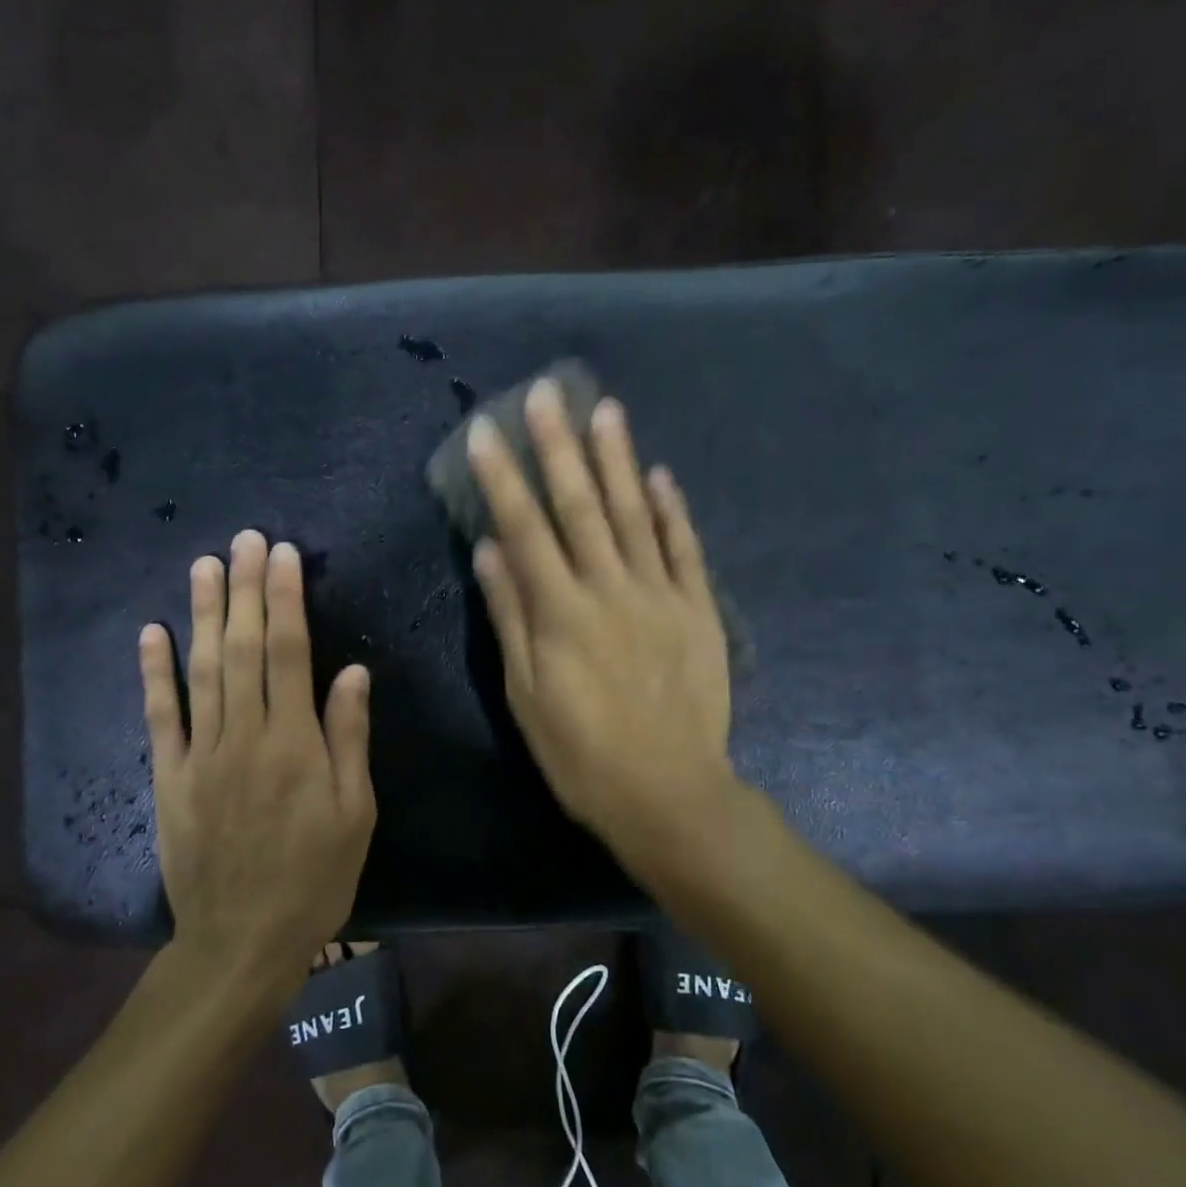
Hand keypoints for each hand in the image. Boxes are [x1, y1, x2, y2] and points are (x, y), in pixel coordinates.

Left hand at [140, 530, 376, 994]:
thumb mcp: (356, 813)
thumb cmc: (314, 877)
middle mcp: (245, 736)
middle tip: (244, 539)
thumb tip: (351, 671)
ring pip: (202, 670)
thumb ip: (350, 738)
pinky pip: (160, 716)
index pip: (288, 652)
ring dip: (203, 614)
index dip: (285, 599)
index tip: (283, 555)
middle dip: (245, 589)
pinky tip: (152, 632)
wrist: (241, 942)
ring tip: (205, 565)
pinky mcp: (169, 777)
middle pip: (242, 648)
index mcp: (295, 743)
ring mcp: (201, 754)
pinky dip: (154, 673)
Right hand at [467, 382, 733, 874]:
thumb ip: (511, 618)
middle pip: (580, 505)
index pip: (525, 528)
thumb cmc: (582, 754)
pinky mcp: (698, 610)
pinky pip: (684, 549)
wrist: (670, 794)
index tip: (488, 431)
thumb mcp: (527, 695)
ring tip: (605, 409)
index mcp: (561, 611)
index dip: (504, 477)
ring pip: (634, 513)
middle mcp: (610, 589)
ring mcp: (660, 595)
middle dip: (559, 445)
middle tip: (547, 392)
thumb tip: (489, 552)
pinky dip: (672, 510)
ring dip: (618, 459)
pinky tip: (660, 474)